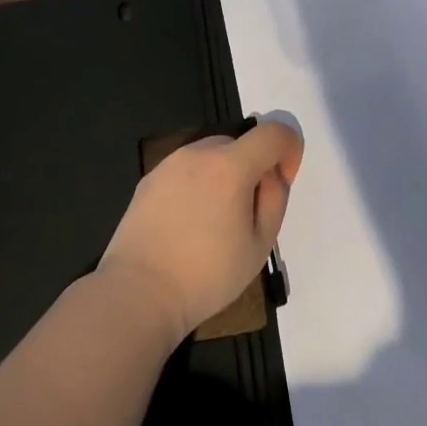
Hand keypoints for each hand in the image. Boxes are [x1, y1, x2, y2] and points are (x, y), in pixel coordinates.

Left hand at [98, 121, 303, 341]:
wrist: (137, 293)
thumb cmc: (206, 275)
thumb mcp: (259, 246)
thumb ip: (274, 200)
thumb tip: (271, 176)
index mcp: (230, 165)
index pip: (273, 132)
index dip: (289, 151)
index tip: (282, 183)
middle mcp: (198, 153)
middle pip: (240, 144)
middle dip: (253, 168)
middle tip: (247, 214)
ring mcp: (169, 164)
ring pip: (211, 156)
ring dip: (224, 175)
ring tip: (214, 223)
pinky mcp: (148, 180)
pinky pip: (185, 171)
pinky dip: (197, 185)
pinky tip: (186, 225)